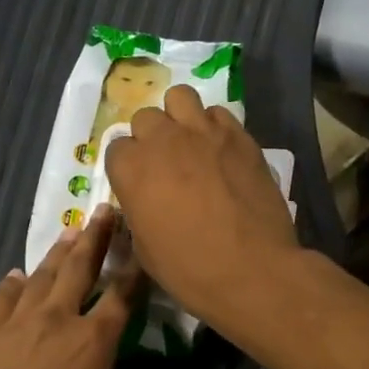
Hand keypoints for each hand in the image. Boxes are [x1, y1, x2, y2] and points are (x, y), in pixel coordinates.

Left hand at [0, 209, 144, 368]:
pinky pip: (2, 297)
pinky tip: (18, 275)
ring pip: (41, 275)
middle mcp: (56, 320)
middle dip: (96, 237)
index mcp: (93, 343)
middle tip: (104, 211)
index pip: (122, 295)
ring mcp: (15, 322)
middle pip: (80, 268)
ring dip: (58, 252)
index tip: (142, 244)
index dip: (135, 268)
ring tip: (70, 231)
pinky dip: (13, 283)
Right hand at [102, 85, 301, 332]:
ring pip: (180, 97)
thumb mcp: (144, 248)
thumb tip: (145, 200)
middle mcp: (163, 140)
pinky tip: (220, 150)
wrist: (252, 270)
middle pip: (145, 118)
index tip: (138, 184)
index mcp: (131, 169)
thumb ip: (138, 210)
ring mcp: (203, 132)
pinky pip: (218, 114)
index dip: (126, 167)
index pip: (116, 148)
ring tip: (189, 142)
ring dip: (179, 117)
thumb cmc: (189, 269)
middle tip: (164, 164)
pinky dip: (214, 126)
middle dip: (150, 138)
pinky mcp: (239, 136)